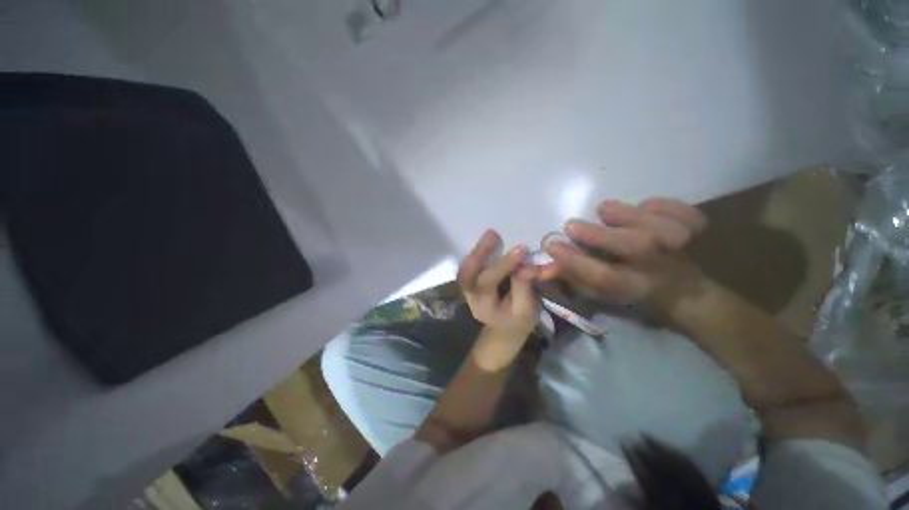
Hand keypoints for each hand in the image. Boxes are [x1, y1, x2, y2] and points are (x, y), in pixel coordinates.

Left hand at [457, 230, 540, 335]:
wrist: (504, 328)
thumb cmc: (518, 320)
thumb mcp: (526, 309)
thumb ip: (524, 287)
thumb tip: (528, 266)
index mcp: (483, 306)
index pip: (488, 283)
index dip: (503, 265)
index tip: (521, 250)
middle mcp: (471, 295)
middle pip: (467, 273)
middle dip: (479, 253)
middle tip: (493, 234)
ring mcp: (468, 286)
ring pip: (466, 266)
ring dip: (478, 250)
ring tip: (492, 234)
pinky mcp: (472, 278)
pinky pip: (471, 263)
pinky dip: (480, 251)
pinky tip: (491, 240)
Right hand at [544, 197, 707, 310]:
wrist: (685, 292)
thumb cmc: (632, 292)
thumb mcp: (601, 293)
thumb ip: (575, 276)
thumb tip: (549, 262)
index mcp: (633, 287)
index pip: (601, 276)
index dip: (574, 260)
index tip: (549, 244)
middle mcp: (658, 268)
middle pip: (634, 248)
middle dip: (598, 235)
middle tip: (570, 225)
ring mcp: (682, 247)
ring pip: (660, 227)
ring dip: (627, 215)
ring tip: (603, 209)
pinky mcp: (696, 229)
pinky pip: (684, 213)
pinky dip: (664, 205)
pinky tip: (644, 206)